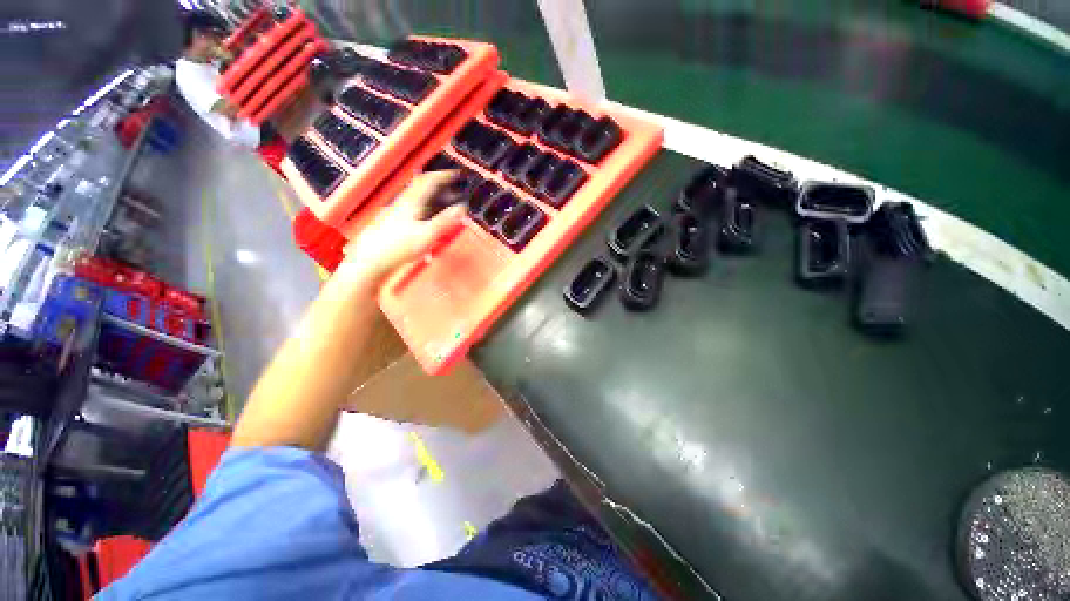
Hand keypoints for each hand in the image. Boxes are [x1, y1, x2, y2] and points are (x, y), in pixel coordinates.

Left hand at [338, 171, 465, 282]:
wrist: (372, 260)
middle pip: (423, 188)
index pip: (429, 180)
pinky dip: (428, 209)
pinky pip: (416, 209)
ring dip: (435, 198)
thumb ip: (445, 220)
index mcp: (412, 201)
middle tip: (455, 191)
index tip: (457, 174)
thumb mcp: (427, 234)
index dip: (444, 175)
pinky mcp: (396, 222)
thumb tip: (463, 208)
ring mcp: (399, 212)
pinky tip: (432, 221)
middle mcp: (404, 203)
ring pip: (419, 199)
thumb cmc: (399, 247)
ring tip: (447, 205)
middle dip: (441, 187)